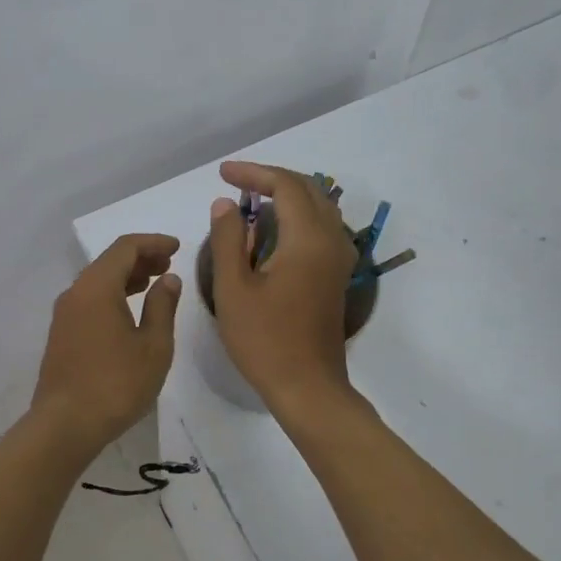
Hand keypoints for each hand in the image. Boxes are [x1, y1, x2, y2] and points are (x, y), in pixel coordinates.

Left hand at [32, 233, 181, 448]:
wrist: (65, 424)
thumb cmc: (116, 384)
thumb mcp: (153, 346)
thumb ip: (162, 306)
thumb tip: (168, 279)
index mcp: (97, 287)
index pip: (125, 248)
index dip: (153, 243)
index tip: (177, 247)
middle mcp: (75, 292)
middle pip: (109, 262)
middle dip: (141, 258)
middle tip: (168, 265)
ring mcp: (64, 314)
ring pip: (98, 282)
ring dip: (126, 277)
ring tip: (154, 284)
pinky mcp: (62, 334)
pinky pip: (89, 300)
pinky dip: (112, 295)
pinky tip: (129, 312)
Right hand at [206, 162, 358, 407]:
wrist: (308, 387)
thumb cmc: (264, 340)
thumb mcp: (233, 289)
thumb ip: (227, 239)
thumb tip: (225, 203)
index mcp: (307, 239)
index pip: (285, 185)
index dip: (253, 173)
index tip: (222, 174)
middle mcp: (331, 240)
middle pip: (308, 189)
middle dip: (271, 178)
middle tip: (235, 181)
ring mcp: (339, 259)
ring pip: (319, 207)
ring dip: (287, 194)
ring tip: (251, 199)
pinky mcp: (336, 275)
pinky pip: (322, 227)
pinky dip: (298, 215)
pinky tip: (273, 229)